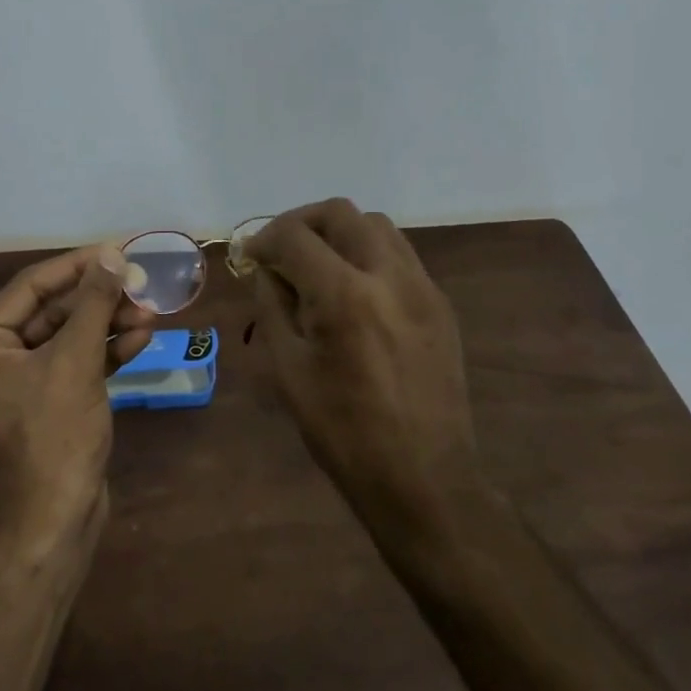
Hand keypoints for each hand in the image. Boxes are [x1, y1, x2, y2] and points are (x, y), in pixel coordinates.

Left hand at [0, 245, 155, 543]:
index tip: (117, 250)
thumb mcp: (75, 360)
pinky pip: (77, 363)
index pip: (31, 286)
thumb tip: (112, 256)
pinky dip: (106, 351)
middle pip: (52, 310)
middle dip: (99, 299)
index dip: (77, 266)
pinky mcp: (51, 402)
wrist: (57, 518)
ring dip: (108, 323)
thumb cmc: (55, 433)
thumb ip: (93, 303)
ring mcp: (24, 383)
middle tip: (141, 284)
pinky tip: (140, 339)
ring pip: (69, 337)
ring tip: (151, 313)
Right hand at [247, 199, 475, 530]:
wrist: (424, 478)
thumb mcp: (289, 370)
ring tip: (318, 266)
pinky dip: (368, 254)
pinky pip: (399, 255)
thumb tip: (266, 269)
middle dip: (301, 223)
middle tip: (281, 251)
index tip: (250, 257)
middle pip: (340, 213)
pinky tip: (354, 290)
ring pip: (376, 225)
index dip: (264, 238)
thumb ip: (273, 306)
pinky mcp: (440, 304)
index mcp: (344, 296)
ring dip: (339, 233)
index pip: (295, 235)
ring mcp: (422, 287)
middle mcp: (388, 276)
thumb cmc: (343, 432)